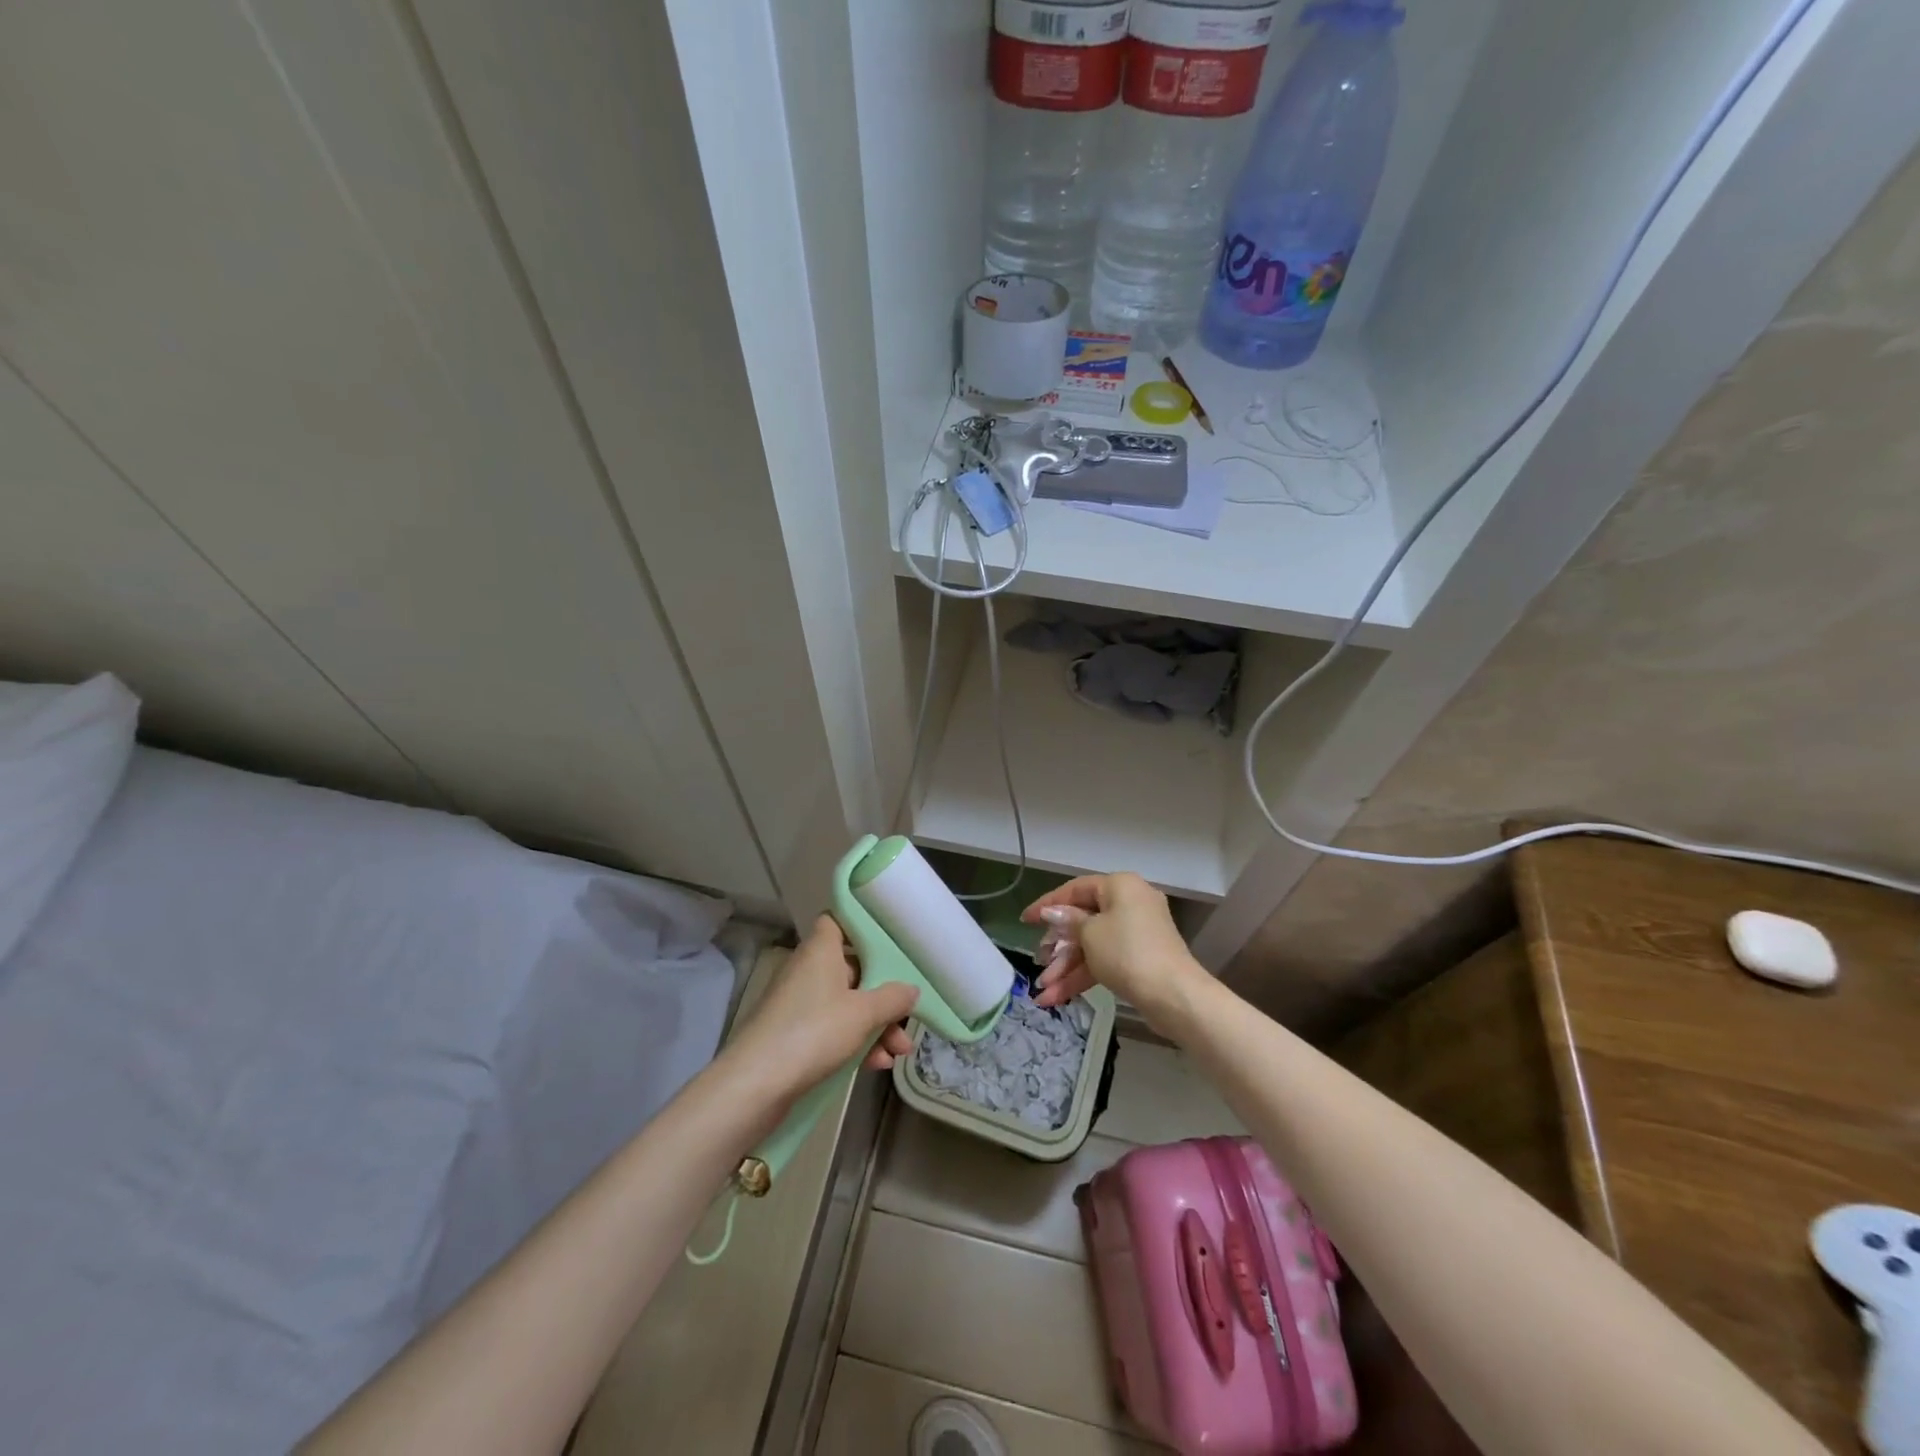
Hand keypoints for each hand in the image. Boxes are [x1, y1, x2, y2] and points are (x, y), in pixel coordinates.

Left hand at [725, 915, 917, 1104]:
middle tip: (907, 1017)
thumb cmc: (814, 1032)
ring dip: (875, 1025)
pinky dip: (855, 1041)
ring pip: (846, 1004)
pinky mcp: (795, 1034)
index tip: (890, 943)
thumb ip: (892, 998)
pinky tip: (876, 1065)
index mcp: (821, 951)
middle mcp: (809, 970)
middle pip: (853, 970)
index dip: (862, 928)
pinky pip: (833, 1028)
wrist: (756, 1083)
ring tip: (898, 1053)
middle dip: (883, 995)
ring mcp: (800, 1003)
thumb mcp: (863, 1014)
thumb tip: (911, 989)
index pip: (838, 922)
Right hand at [1022, 873, 1206, 1029]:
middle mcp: (1130, 903)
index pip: (1075, 889)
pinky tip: (1057, 997)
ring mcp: (1136, 933)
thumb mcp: (1090, 933)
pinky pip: (1104, 960)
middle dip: (1057, 947)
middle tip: (1038, 962)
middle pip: (1083, 920)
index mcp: (1120, 886)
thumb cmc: (1127, 952)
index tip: (1024, 920)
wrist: (1174, 995)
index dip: (1047, 905)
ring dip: (1066, 967)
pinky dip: (1083, 976)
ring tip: (1042, 991)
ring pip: (1091, 946)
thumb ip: (1068, 921)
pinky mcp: (1139, 959)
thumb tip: (1052, 913)